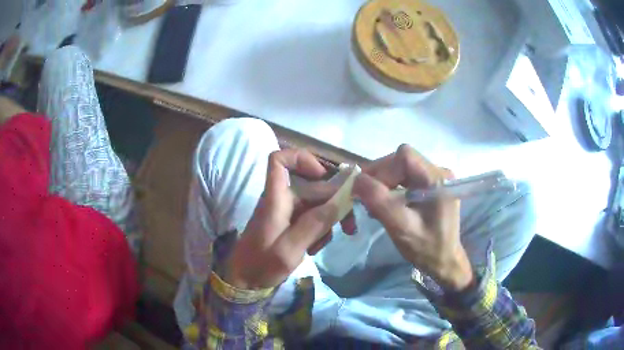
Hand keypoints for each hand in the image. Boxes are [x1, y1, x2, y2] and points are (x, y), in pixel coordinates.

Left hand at [225, 149, 338, 289]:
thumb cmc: (261, 265)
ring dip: (328, 221)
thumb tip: (340, 201)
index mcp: (275, 198)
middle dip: (334, 203)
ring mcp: (287, 213)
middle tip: (350, 226)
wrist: (245, 281)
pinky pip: (312, 219)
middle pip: (312, 186)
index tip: (323, 175)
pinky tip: (315, 248)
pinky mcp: (290, 225)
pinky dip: (319, 231)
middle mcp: (282, 200)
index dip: (301, 158)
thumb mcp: (289, 249)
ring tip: (328, 243)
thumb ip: (313, 225)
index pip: (279, 160)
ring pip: (316, 204)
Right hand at [352, 145, 473, 291]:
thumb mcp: (401, 227)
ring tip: (376, 204)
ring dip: (385, 183)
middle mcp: (439, 172)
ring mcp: (436, 178)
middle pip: (402, 160)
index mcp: (437, 179)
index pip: (405, 156)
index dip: (382, 169)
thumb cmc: (426, 248)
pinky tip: (388, 204)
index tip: (367, 190)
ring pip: (402, 168)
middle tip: (367, 199)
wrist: (444, 261)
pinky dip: (392, 187)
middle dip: (381, 177)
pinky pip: (407, 177)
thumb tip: (356, 178)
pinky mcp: (432, 185)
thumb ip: (379, 201)